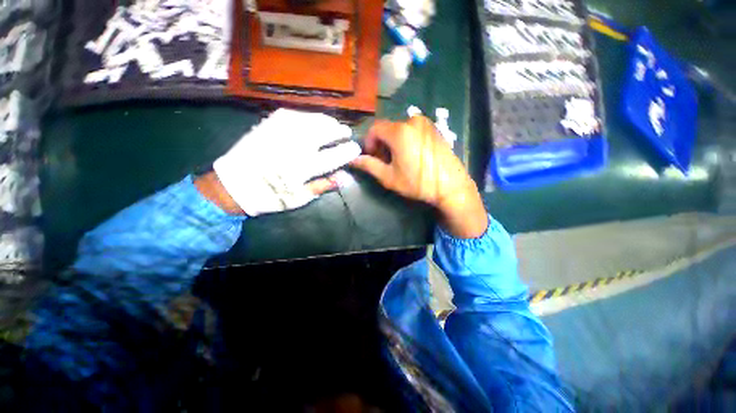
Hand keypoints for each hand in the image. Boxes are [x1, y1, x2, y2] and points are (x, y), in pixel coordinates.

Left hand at [213, 109, 360, 216]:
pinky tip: (313, 119)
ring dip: (327, 121)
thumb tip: (344, 177)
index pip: (334, 156)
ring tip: (334, 124)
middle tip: (347, 132)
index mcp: (303, 167)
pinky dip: (309, 116)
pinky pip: (295, 114)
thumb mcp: (299, 198)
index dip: (348, 151)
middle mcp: (295, 146)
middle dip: (340, 131)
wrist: (233, 184)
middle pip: (325, 132)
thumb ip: (322, 186)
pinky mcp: (269, 124)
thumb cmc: (270, 196)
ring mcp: (282, 132)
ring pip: (312, 120)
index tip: (356, 148)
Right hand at [351, 116, 487, 237]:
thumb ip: (369, 165)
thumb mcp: (389, 177)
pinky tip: (412, 156)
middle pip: (387, 129)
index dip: (369, 142)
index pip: (374, 128)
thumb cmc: (418, 183)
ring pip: (400, 130)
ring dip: (393, 143)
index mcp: (399, 131)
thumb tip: (352, 160)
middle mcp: (412, 121)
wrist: (451, 186)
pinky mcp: (434, 129)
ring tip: (399, 161)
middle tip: (385, 162)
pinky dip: (406, 140)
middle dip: (381, 144)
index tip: (372, 157)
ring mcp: (426, 124)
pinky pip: (412, 130)